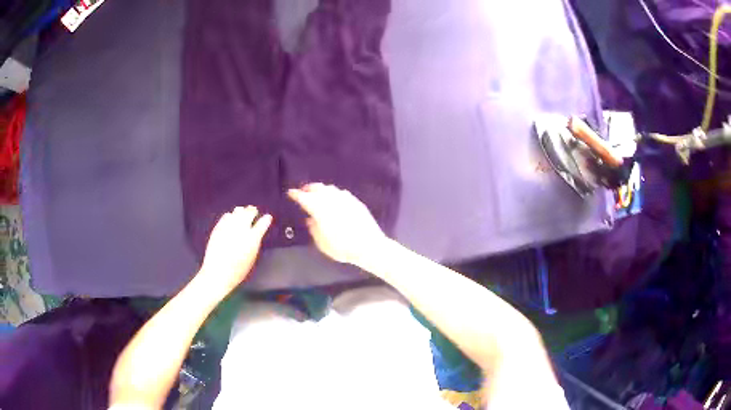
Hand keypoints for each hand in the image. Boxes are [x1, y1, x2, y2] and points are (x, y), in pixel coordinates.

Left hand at [199, 206, 271, 292]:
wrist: (218, 273)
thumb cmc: (237, 271)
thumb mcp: (252, 258)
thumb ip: (254, 244)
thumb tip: (256, 235)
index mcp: (252, 238)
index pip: (263, 223)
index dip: (266, 219)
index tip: (267, 218)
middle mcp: (241, 229)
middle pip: (249, 212)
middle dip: (253, 211)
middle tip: (253, 211)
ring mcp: (229, 227)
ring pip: (238, 211)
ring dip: (242, 212)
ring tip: (242, 212)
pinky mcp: (219, 227)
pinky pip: (226, 216)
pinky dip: (230, 216)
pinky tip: (230, 218)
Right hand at [288, 183, 386, 266]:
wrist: (370, 246)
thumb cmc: (343, 248)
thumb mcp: (323, 244)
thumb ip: (314, 230)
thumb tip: (309, 219)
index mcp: (320, 209)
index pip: (305, 198)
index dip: (296, 194)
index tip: (290, 193)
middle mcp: (332, 200)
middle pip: (317, 188)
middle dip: (308, 189)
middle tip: (303, 192)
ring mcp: (345, 199)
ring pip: (329, 188)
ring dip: (321, 189)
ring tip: (317, 194)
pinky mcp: (356, 201)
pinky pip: (341, 192)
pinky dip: (333, 193)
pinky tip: (334, 198)